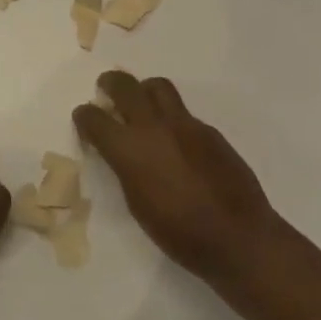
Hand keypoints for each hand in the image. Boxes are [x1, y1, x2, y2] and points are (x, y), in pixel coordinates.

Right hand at [73, 71, 281, 280]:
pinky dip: (172, 118)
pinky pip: (183, 113)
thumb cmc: (178, 233)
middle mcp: (154, 127)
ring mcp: (185, 124)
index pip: (95, 118)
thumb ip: (126, 168)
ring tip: (142, 104)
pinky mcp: (209, 130)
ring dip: (143, 90)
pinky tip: (176, 141)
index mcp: (129, 150)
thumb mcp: (137, 203)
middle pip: (125, 85)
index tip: (83, 118)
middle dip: (110, 83)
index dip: (84, 116)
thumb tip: (122, 152)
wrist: (236, 236)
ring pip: (158, 87)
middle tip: (106, 88)